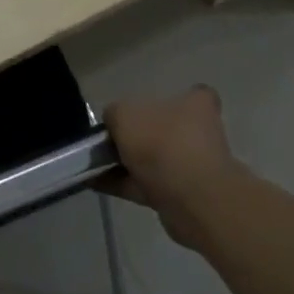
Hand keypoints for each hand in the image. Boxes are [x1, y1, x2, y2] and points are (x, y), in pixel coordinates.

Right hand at [104, 88, 244, 248]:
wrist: (190, 198)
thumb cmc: (161, 143)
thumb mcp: (124, 115)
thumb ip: (114, 114)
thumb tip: (113, 121)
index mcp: (195, 104)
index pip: (190, 94)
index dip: (166, 100)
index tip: (139, 111)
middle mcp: (200, 133)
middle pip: (165, 130)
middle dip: (138, 136)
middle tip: (109, 141)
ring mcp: (192, 166)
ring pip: (154, 160)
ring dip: (127, 163)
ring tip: (94, 164)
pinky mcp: (181, 195)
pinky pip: (146, 185)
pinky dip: (123, 184)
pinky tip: (96, 183)